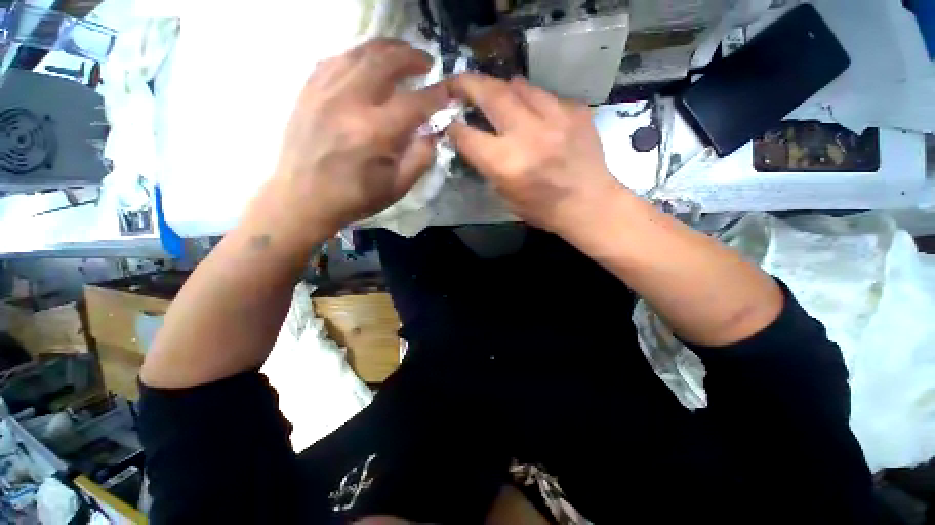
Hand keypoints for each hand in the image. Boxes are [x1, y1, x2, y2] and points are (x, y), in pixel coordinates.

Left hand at [272, 39, 449, 232]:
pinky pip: (335, 59)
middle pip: (386, 61)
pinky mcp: (308, 91)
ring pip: (359, 52)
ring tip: (400, 53)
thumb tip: (433, 133)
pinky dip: (356, 56)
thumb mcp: (397, 188)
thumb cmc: (355, 197)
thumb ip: (420, 158)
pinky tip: (366, 64)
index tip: (448, 90)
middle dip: (412, 57)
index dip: (436, 94)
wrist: (303, 199)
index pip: (415, 103)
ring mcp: (325, 91)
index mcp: (376, 132)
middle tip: (426, 62)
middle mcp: (350, 102)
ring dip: (385, 48)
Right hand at [447, 74, 623, 235]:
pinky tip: (534, 113)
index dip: (453, 126)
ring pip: (519, 86)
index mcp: (506, 164)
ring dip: (502, 89)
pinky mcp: (576, 111)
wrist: (589, 204)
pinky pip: (546, 96)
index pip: (468, 136)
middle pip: (490, 95)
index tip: (448, 121)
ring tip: (497, 94)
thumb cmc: (543, 209)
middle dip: (468, 84)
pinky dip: (533, 101)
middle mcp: (527, 135)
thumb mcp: (506, 196)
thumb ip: (489, 167)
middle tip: (457, 82)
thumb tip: (476, 141)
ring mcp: (554, 118)